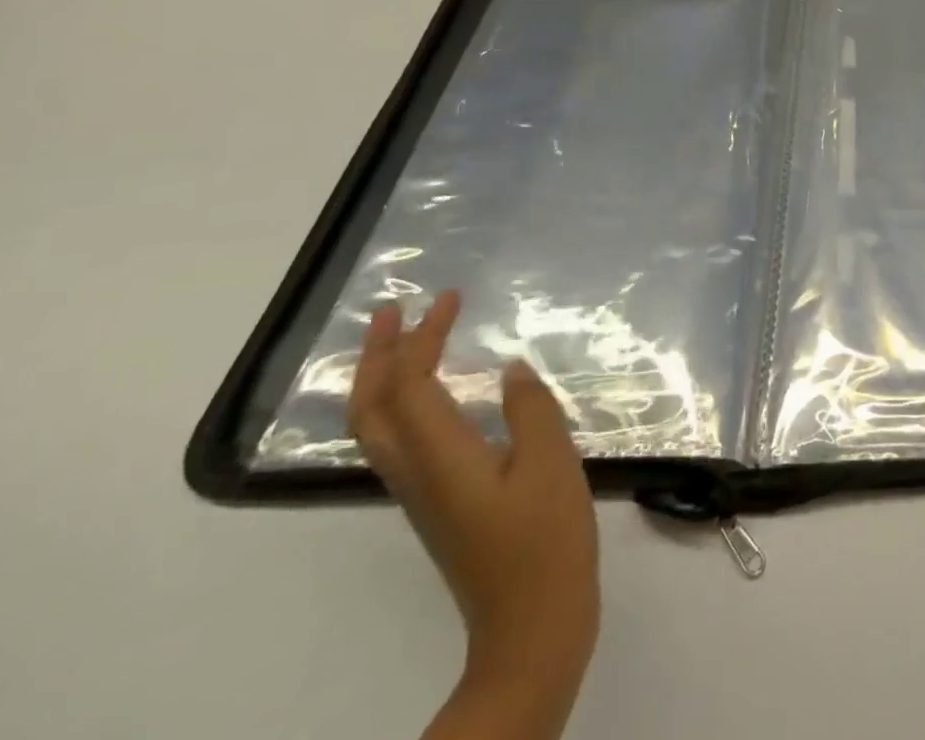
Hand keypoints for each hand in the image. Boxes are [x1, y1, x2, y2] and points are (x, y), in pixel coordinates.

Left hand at [350, 291, 599, 739]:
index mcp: (442, 459)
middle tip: (395, 310)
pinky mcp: (440, 504)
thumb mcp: (551, 464)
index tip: (449, 298)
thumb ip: (530, 409)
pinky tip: (437, 393)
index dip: (421, 338)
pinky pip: (402, 442)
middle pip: (372, 410)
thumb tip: (509, 369)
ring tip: (408, 341)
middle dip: (376, 356)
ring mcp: (424, 493)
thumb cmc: (545, 540)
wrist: (531, 625)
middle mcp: (417, 475)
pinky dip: (405, 403)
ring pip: (379, 428)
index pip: (409, 386)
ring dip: (383, 378)